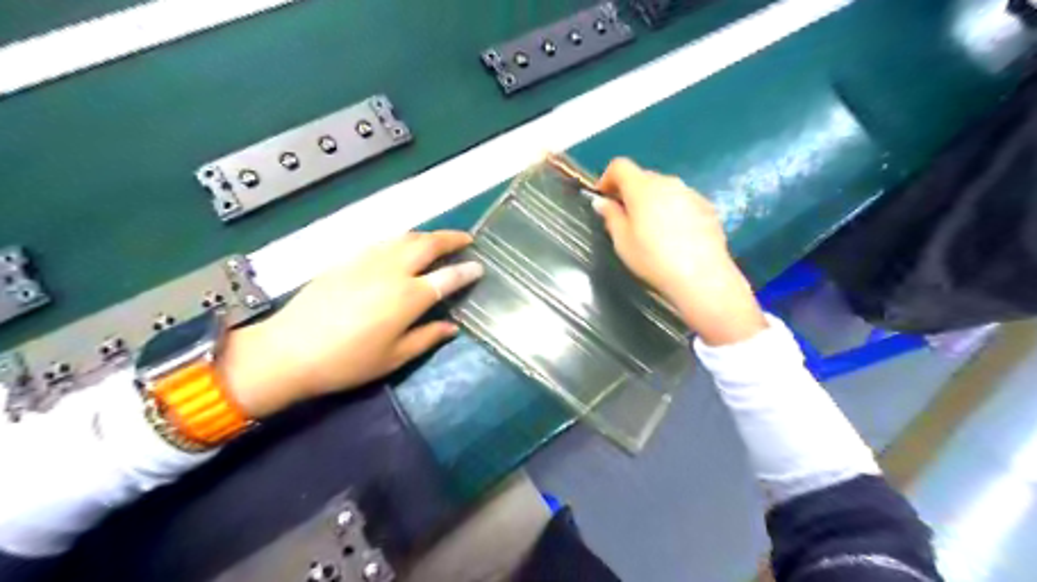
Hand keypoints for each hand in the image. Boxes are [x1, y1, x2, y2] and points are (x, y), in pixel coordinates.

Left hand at [216, 231, 480, 418]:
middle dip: (451, 238)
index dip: (466, 271)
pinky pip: (382, 241)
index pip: (447, 277)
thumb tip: (452, 327)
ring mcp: (367, 260)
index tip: (479, 267)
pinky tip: (402, 247)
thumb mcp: (394, 357)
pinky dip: (401, 240)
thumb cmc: (347, 361)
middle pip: (428, 244)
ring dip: (427, 235)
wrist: (289, 351)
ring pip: (404, 237)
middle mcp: (392, 271)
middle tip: (466, 239)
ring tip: (438, 240)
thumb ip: (427, 337)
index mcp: (408, 297)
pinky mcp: (347, 259)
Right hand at [591, 157, 768, 345]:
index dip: (607, 178)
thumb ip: (611, 216)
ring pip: (664, 189)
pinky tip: (674, 236)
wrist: (701, 276)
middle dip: (630, 191)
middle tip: (624, 217)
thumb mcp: (622, 241)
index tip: (603, 197)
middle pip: (643, 177)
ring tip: (650, 229)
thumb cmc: (653, 259)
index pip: (620, 166)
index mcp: (642, 188)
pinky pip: (682, 201)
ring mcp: (690, 193)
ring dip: (652, 201)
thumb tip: (602, 201)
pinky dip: (672, 210)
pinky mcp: (707, 207)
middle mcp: (668, 182)